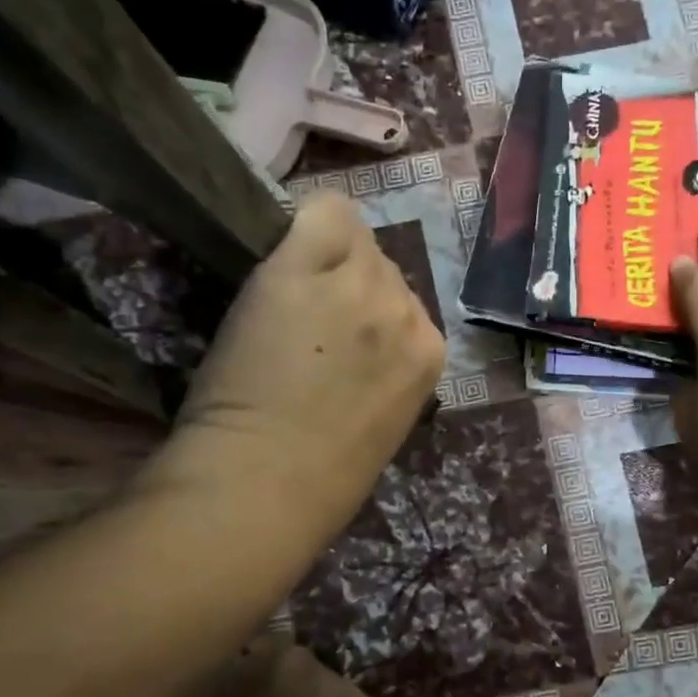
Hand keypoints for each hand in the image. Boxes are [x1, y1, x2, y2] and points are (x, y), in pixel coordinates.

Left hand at [145, 193, 445, 530]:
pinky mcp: (303, 271)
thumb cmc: (322, 478)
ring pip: (354, 239)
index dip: (371, 311)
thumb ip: (385, 369)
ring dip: (323, 259)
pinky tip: (281, 254)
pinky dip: (304, 226)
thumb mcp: (382, 420)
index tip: (339, 332)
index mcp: (430, 355)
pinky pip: (324, 212)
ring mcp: (358, 288)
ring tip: (288, 298)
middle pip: (383, 266)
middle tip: (307, 318)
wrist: (267, 484)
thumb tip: (362, 337)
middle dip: (349, 284)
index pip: (407, 301)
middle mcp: (406, 311)